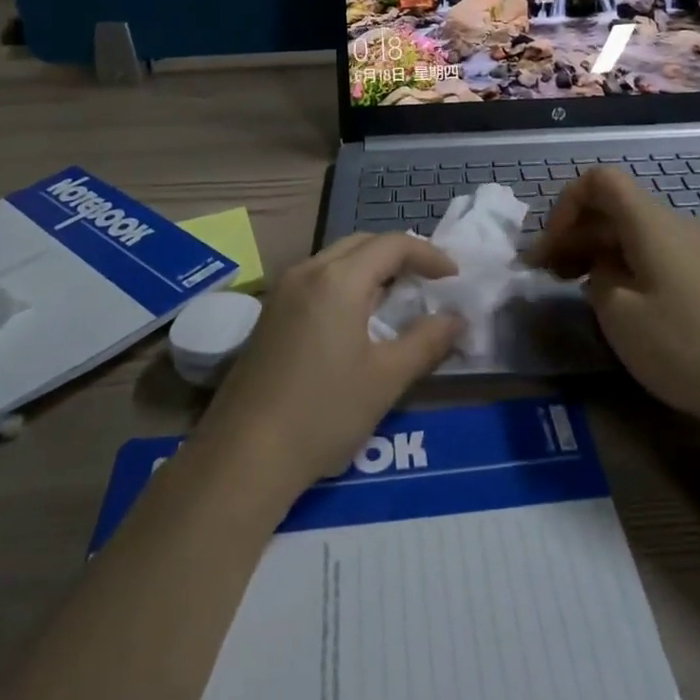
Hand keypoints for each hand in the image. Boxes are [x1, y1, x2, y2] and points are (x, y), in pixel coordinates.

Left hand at [196, 234, 464, 494]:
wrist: (243, 456)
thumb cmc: (323, 413)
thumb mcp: (386, 380)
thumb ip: (426, 342)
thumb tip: (456, 319)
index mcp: (338, 279)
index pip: (392, 245)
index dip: (428, 254)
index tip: (453, 277)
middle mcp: (308, 271)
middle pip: (362, 243)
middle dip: (399, 255)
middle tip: (428, 281)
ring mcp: (283, 291)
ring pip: (337, 259)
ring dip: (371, 268)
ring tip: (398, 298)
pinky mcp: (270, 314)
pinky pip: (318, 279)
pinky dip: (347, 284)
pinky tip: (357, 320)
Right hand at [528, 166, 699, 431]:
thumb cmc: (685, 346)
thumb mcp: (619, 314)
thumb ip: (596, 277)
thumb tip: (602, 268)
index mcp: (650, 222)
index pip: (600, 180)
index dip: (566, 204)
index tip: (552, 246)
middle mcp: (672, 224)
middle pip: (612, 207)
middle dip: (573, 232)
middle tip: (544, 272)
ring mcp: (692, 249)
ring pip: (630, 232)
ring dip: (594, 250)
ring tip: (569, 285)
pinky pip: (651, 253)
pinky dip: (621, 265)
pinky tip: (612, 300)